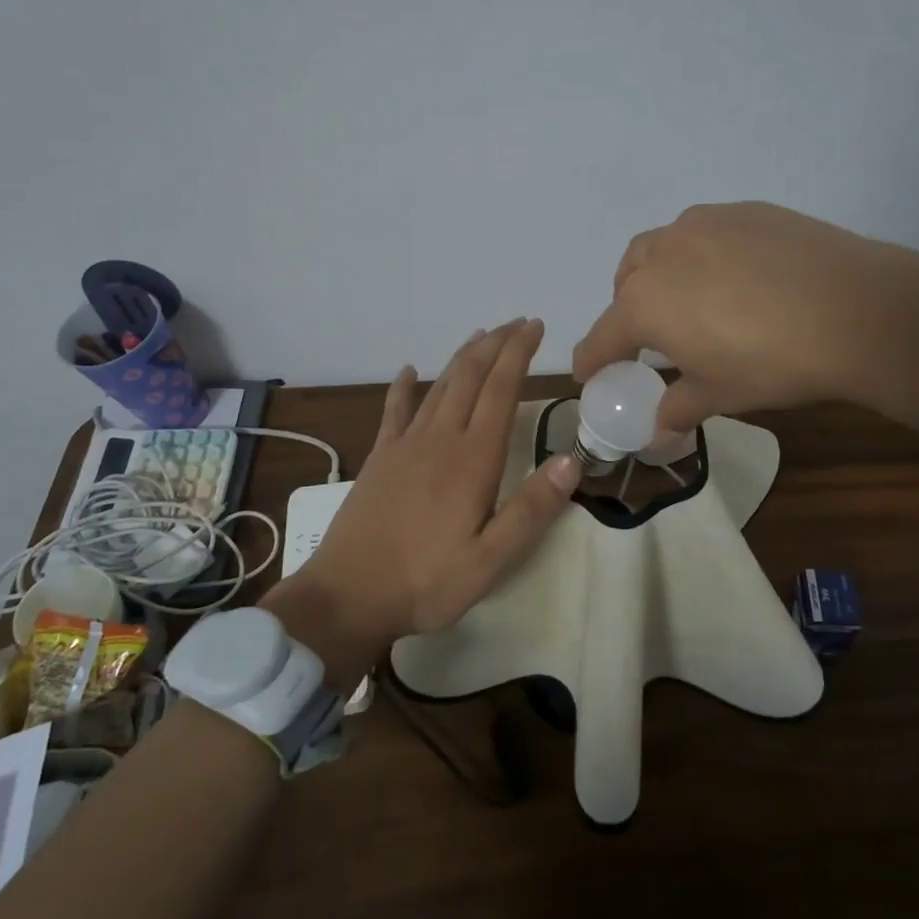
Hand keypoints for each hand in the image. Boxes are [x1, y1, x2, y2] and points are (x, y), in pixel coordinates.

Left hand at [262, 319, 581, 685]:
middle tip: (518, 323)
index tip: (534, 327)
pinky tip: (409, 371)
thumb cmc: (426, 581)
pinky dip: (403, 386)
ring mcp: (405, 445)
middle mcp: (440, 439)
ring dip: (462, 357)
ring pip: (439, 386)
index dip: (519, 354)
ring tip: (481, 336)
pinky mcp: (379, 457)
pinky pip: (394, 410)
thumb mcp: (491, 561)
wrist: (348, 595)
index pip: (501, 391)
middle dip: (496, 344)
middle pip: (470, 377)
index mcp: (473, 460)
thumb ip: (531, 510)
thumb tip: (571, 461)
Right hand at [572, 202, 918, 450]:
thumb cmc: (773, 362)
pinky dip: (704, 255)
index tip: (591, 374)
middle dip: (628, 310)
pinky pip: (706, 233)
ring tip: (692, 299)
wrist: (858, 310)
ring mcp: (704, 224)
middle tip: (654, 339)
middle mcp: (663, 253)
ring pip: (661, 247)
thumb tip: (659, 427)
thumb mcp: (720, 394)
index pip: (602, 337)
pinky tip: (740, 277)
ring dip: (661, 274)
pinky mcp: (745, 210)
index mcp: (644, 303)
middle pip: (625, 283)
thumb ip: (678, 407)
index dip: (593, 360)